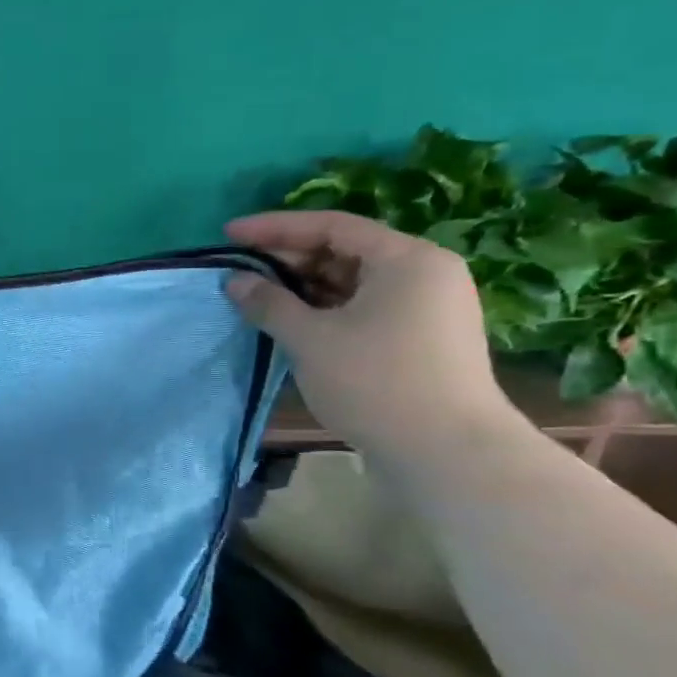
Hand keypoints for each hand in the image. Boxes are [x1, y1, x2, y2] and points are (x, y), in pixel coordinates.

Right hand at [223, 210, 517, 456]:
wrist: (446, 451)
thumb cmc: (376, 381)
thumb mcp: (309, 338)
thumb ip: (268, 302)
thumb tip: (235, 281)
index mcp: (407, 259)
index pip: (332, 226)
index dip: (275, 227)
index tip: (230, 234)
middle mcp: (424, 273)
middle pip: (345, 250)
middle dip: (288, 257)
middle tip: (240, 269)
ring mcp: (427, 306)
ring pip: (353, 280)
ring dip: (304, 285)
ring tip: (258, 296)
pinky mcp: (422, 337)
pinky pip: (364, 305)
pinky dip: (325, 307)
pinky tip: (292, 320)